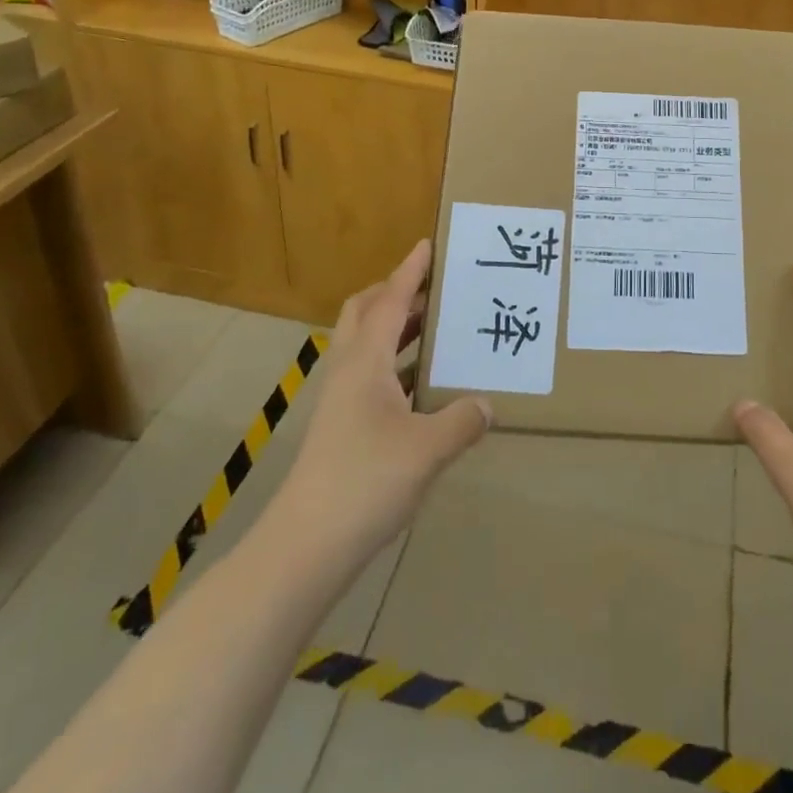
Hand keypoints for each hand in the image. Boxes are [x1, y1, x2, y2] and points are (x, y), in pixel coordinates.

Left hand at [278, 240, 491, 563]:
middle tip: (433, 289)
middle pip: (365, 314)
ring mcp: (340, 401)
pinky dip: (395, 364)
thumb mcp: (427, 449)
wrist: (304, 547)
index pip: (389, 301)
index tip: (427, 244)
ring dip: (396, 328)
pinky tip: (423, 386)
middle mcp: (348, 371)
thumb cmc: (365, 483)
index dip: (409, 271)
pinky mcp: (341, 427)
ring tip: (436, 328)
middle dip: (396, 293)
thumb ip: (461, 421)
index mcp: (365, 362)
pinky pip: (370, 375)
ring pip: (366, 345)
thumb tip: (487, 403)